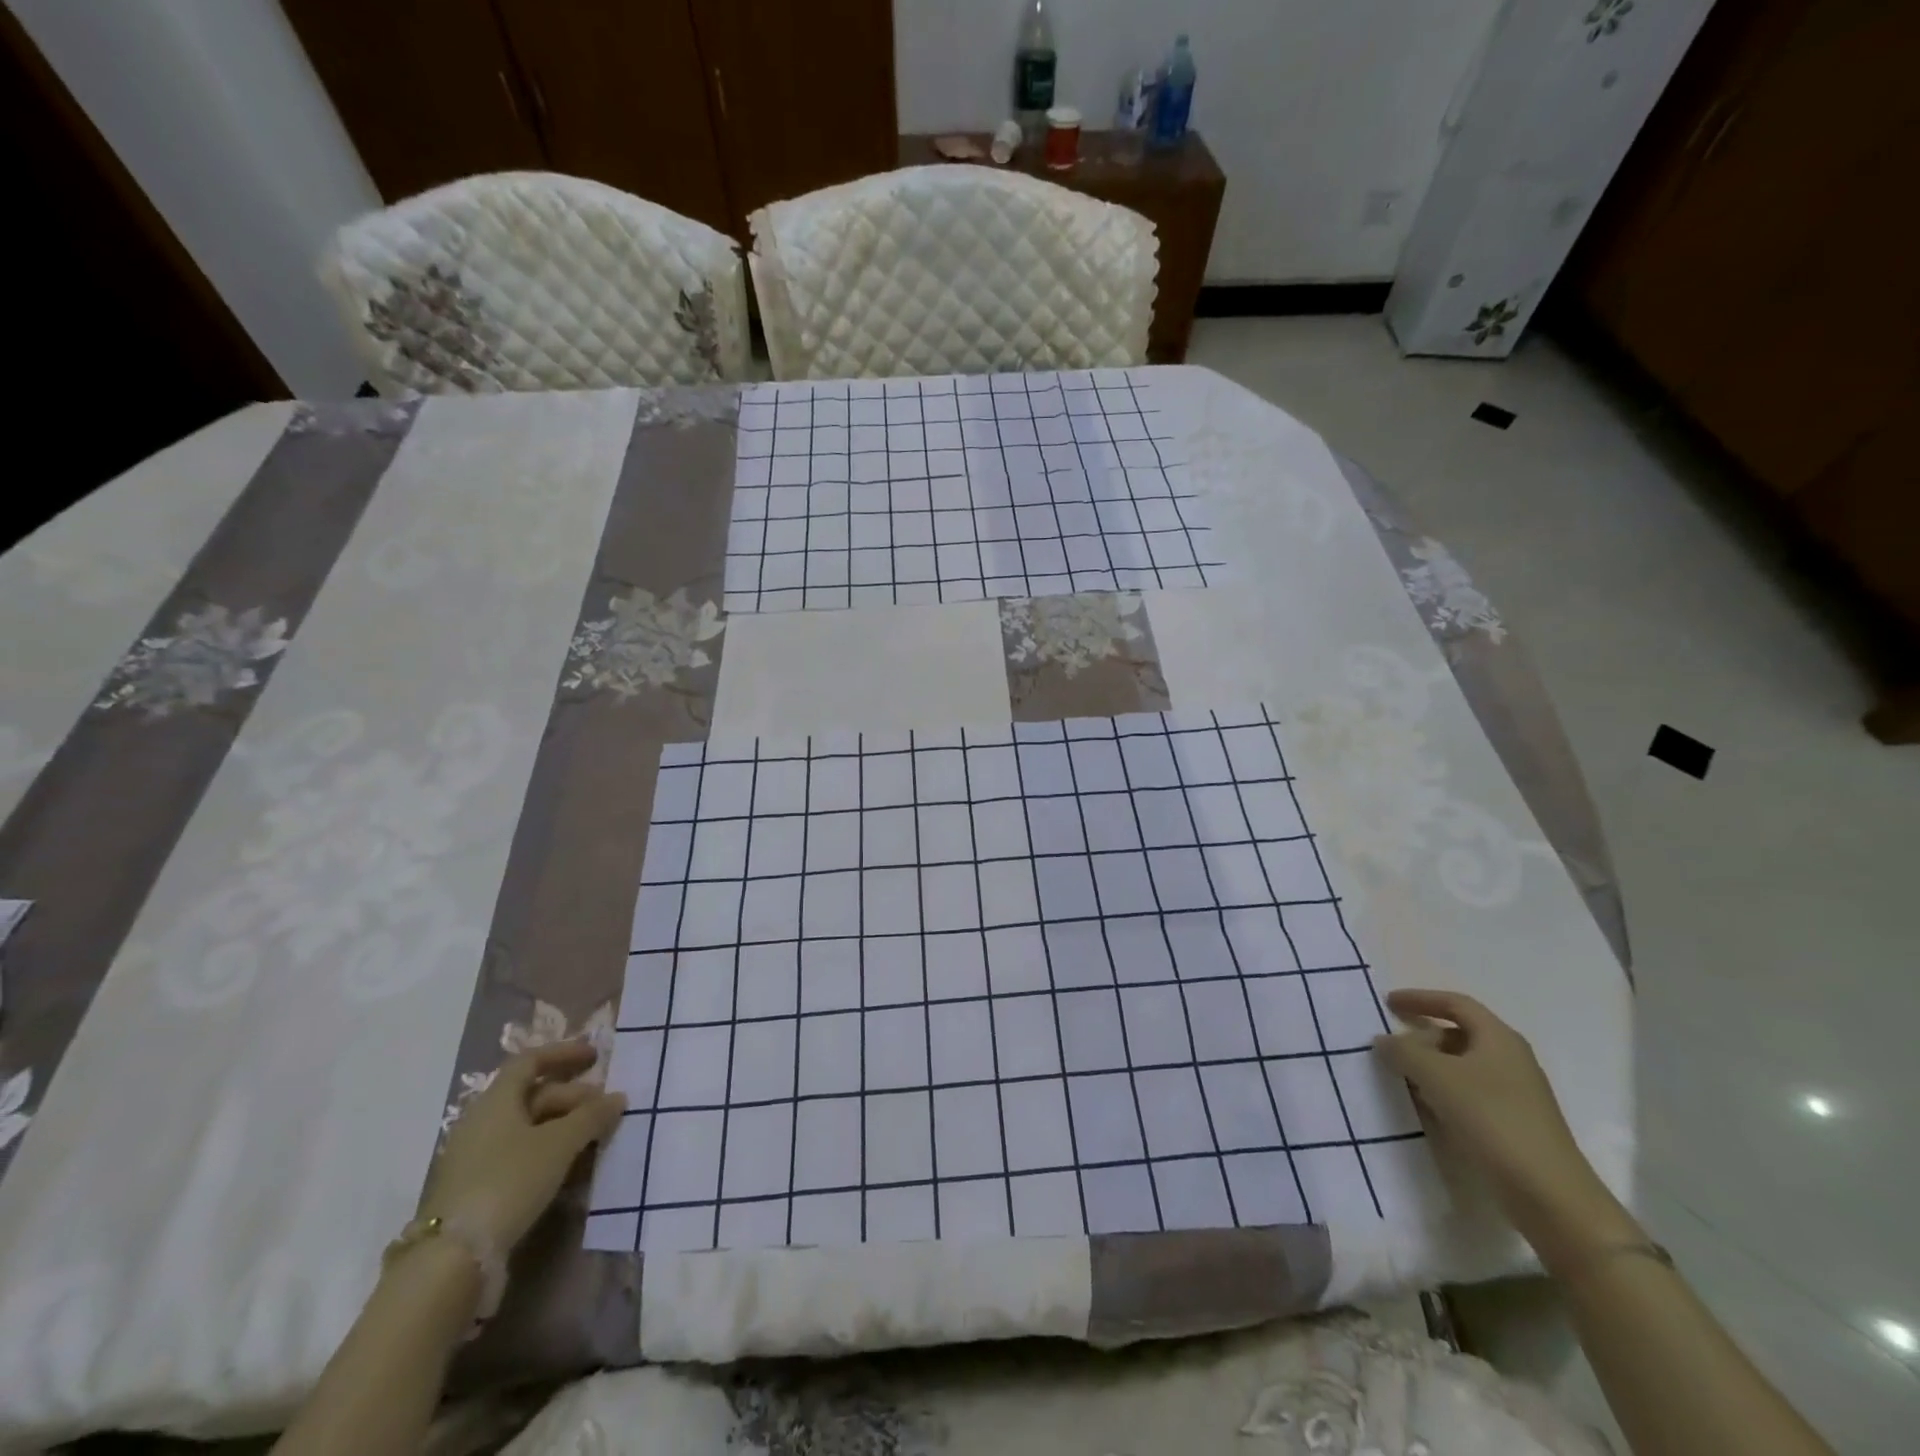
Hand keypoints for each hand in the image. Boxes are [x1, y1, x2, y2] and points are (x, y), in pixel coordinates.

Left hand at [417, 1042, 625, 1253]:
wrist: (453, 1259)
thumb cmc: (509, 1181)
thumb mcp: (560, 1144)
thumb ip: (591, 1116)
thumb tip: (618, 1097)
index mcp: (496, 1101)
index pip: (530, 1061)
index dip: (564, 1053)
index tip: (596, 1058)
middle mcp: (481, 1122)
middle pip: (532, 1095)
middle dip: (573, 1097)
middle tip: (605, 1110)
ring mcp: (475, 1158)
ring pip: (527, 1128)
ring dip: (563, 1127)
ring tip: (594, 1140)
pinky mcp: (475, 1190)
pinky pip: (519, 1156)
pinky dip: (547, 1154)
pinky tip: (569, 1170)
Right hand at [1373, 988, 1635, 1264]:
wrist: (1549, 1195)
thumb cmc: (1492, 1120)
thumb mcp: (1437, 1077)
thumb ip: (1404, 1051)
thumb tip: (1383, 1041)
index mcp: (1499, 1038)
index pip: (1455, 1003)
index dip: (1420, 999)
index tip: (1388, 1004)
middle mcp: (1511, 1059)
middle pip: (1459, 1033)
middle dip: (1422, 1036)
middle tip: (1392, 1048)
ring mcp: (1515, 1093)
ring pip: (1463, 1065)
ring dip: (1430, 1066)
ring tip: (1401, 1077)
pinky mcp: (1513, 1123)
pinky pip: (1469, 1093)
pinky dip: (1443, 1091)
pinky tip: (1426, 1107)